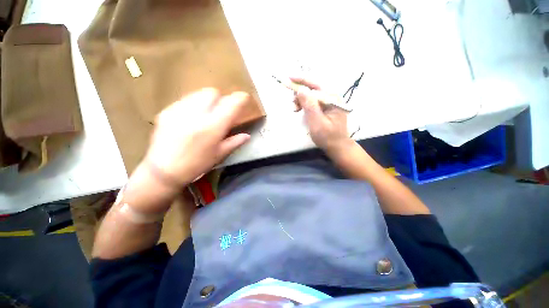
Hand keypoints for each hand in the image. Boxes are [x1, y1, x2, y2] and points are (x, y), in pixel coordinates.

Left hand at [144, 88, 250, 186]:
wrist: (163, 171)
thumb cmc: (197, 164)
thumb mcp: (219, 155)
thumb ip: (235, 142)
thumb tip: (247, 136)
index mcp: (214, 127)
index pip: (231, 104)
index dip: (240, 99)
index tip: (244, 98)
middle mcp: (197, 114)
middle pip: (213, 92)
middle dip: (220, 99)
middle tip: (220, 111)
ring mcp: (180, 110)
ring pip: (198, 94)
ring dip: (206, 101)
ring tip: (205, 114)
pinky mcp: (167, 111)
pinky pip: (185, 100)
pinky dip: (193, 105)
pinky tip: (190, 119)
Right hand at [290, 77, 351, 154]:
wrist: (337, 146)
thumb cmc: (328, 137)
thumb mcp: (317, 122)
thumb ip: (310, 105)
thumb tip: (301, 89)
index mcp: (332, 98)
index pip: (315, 84)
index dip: (300, 80)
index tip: (287, 78)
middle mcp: (332, 97)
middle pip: (313, 87)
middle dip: (300, 92)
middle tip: (292, 104)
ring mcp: (329, 101)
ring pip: (311, 94)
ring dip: (301, 99)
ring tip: (295, 109)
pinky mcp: (325, 107)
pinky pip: (312, 101)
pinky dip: (304, 104)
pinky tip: (300, 110)